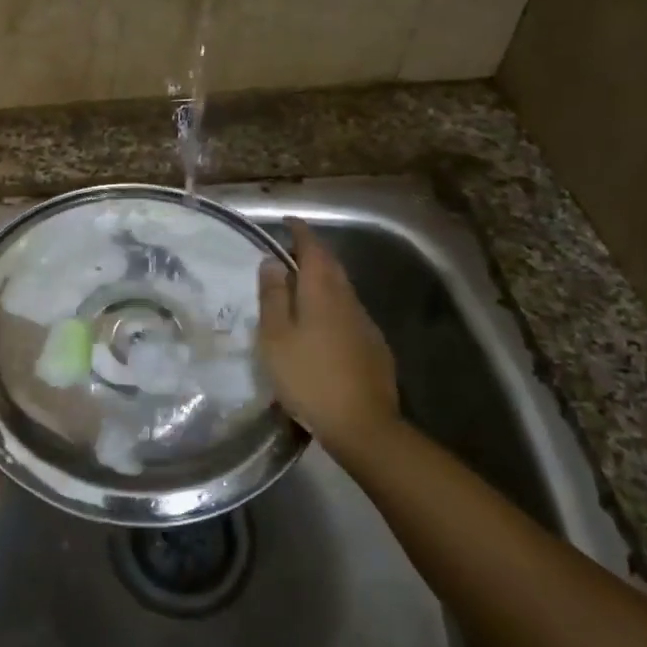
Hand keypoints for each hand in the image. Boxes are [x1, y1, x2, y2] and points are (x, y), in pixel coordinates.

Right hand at [257, 219, 399, 461]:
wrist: (363, 425)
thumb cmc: (309, 377)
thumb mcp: (276, 337)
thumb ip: (273, 296)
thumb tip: (272, 261)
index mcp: (322, 291)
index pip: (313, 249)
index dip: (301, 233)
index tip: (289, 221)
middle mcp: (348, 300)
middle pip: (331, 266)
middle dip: (312, 253)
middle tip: (290, 252)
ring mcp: (365, 324)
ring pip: (342, 290)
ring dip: (322, 280)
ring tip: (300, 287)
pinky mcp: (374, 347)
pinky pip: (349, 314)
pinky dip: (333, 307)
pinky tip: (322, 326)